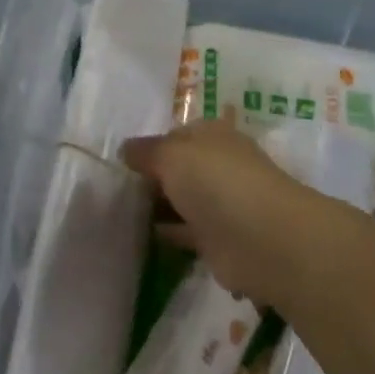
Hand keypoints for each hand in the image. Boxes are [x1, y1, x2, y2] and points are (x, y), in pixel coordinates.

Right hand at [122, 116, 328, 303]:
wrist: (261, 239)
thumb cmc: (216, 181)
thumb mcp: (171, 154)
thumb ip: (145, 151)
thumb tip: (124, 149)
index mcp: (213, 135)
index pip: (177, 134)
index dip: (151, 145)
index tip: (120, 160)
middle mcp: (218, 165)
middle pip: (180, 167)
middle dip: (153, 175)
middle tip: (113, 187)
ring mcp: (220, 203)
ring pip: (182, 199)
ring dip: (159, 204)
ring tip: (119, 210)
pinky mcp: (218, 239)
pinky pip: (185, 231)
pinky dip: (167, 232)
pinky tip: (140, 235)